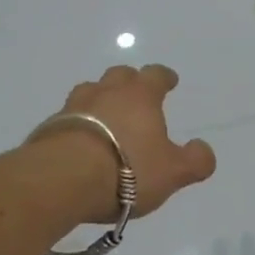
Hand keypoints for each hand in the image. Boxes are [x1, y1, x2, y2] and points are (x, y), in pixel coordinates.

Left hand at [35, 65, 216, 221]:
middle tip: (135, 97)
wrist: (61, 179)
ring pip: (90, 92)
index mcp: (140, 95)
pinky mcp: (49, 127)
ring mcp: (74, 106)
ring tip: (105, 119)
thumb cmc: (126, 170)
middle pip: (120, 75)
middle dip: (129, 82)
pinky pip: (68, 117)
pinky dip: (77, 124)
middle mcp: (107, 91)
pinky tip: (80, 143)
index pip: (156, 75)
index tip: (170, 81)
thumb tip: (205, 151)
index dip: (165, 77)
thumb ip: (194, 161)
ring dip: (100, 100)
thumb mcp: (172, 172)